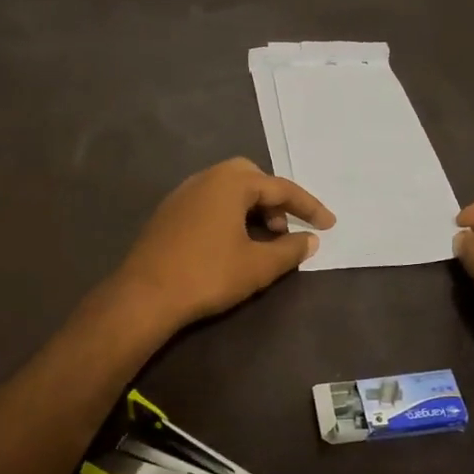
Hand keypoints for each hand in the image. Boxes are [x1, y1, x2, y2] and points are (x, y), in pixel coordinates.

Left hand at [114, 157, 335, 332]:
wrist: (144, 296)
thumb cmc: (207, 274)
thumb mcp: (257, 266)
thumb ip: (289, 250)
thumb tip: (310, 240)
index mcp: (230, 183)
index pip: (280, 188)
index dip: (308, 207)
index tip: (329, 225)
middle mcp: (206, 178)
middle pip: (251, 178)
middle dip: (275, 199)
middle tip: (286, 227)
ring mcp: (183, 194)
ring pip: (228, 189)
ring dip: (252, 207)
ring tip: (263, 239)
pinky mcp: (169, 213)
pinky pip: (209, 202)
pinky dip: (229, 214)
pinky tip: (232, 243)